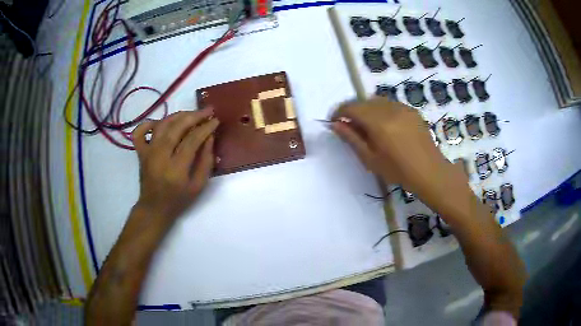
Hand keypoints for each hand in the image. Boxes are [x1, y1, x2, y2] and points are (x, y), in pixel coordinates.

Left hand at [131, 109, 218, 220]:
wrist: (154, 208)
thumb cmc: (178, 200)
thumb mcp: (198, 186)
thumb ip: (206, 161)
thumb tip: (210, 137)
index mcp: (176, 168)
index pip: (192, 140)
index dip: (205, 127)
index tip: (215, 120)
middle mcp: (160, 156)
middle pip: (177, 127)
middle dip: (194, 116)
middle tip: (207, 110)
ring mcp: (148, 152)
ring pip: (162, 125)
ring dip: (178, 115)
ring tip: (191, 114)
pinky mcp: (140, 152)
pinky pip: (140, 132)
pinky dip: (148, 123)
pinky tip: (160, 123)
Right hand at [331, 98, 465, 204]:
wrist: (429, 171)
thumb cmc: (398, 170)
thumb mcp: (370, 159)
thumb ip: (351, 139)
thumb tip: (335, 124)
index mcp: (378, 122)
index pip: (351, 107)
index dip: (339, 112)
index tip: (335, 122)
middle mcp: (389, 109)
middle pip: (363, 101)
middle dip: (353, 110)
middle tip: (351, 127)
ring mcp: (403, 107)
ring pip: (377, 101)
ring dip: (368, 109)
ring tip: (369, 126)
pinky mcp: (412, 110)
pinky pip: (391, 104)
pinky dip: (382, 110)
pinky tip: (386, 125)